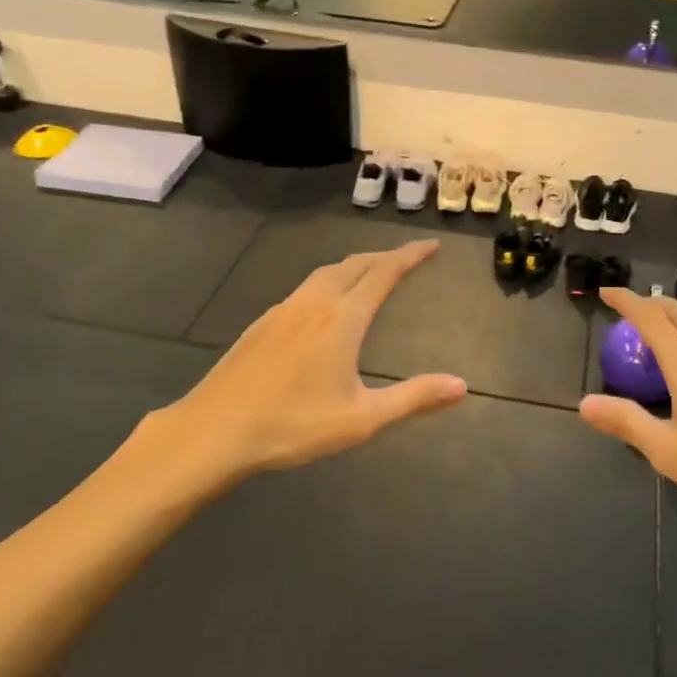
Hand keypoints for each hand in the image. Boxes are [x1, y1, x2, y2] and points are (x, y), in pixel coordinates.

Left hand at [133, 241, 465, 481]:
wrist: (214, 431)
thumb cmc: (292, 425)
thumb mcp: (362, 419)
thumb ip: (414, 398)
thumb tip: (462, 387)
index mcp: (342, 319)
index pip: (384, 273)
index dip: (410, 256)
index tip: (431, 245)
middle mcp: (315, 303)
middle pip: (355, 264)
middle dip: (384, 256)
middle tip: (407, 257)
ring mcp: (284, 309)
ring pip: (326, 272)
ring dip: (355, 265)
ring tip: (370, 272)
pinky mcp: (262, 323)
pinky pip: (305, 288)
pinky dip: (328, 281)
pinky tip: (323, 304)